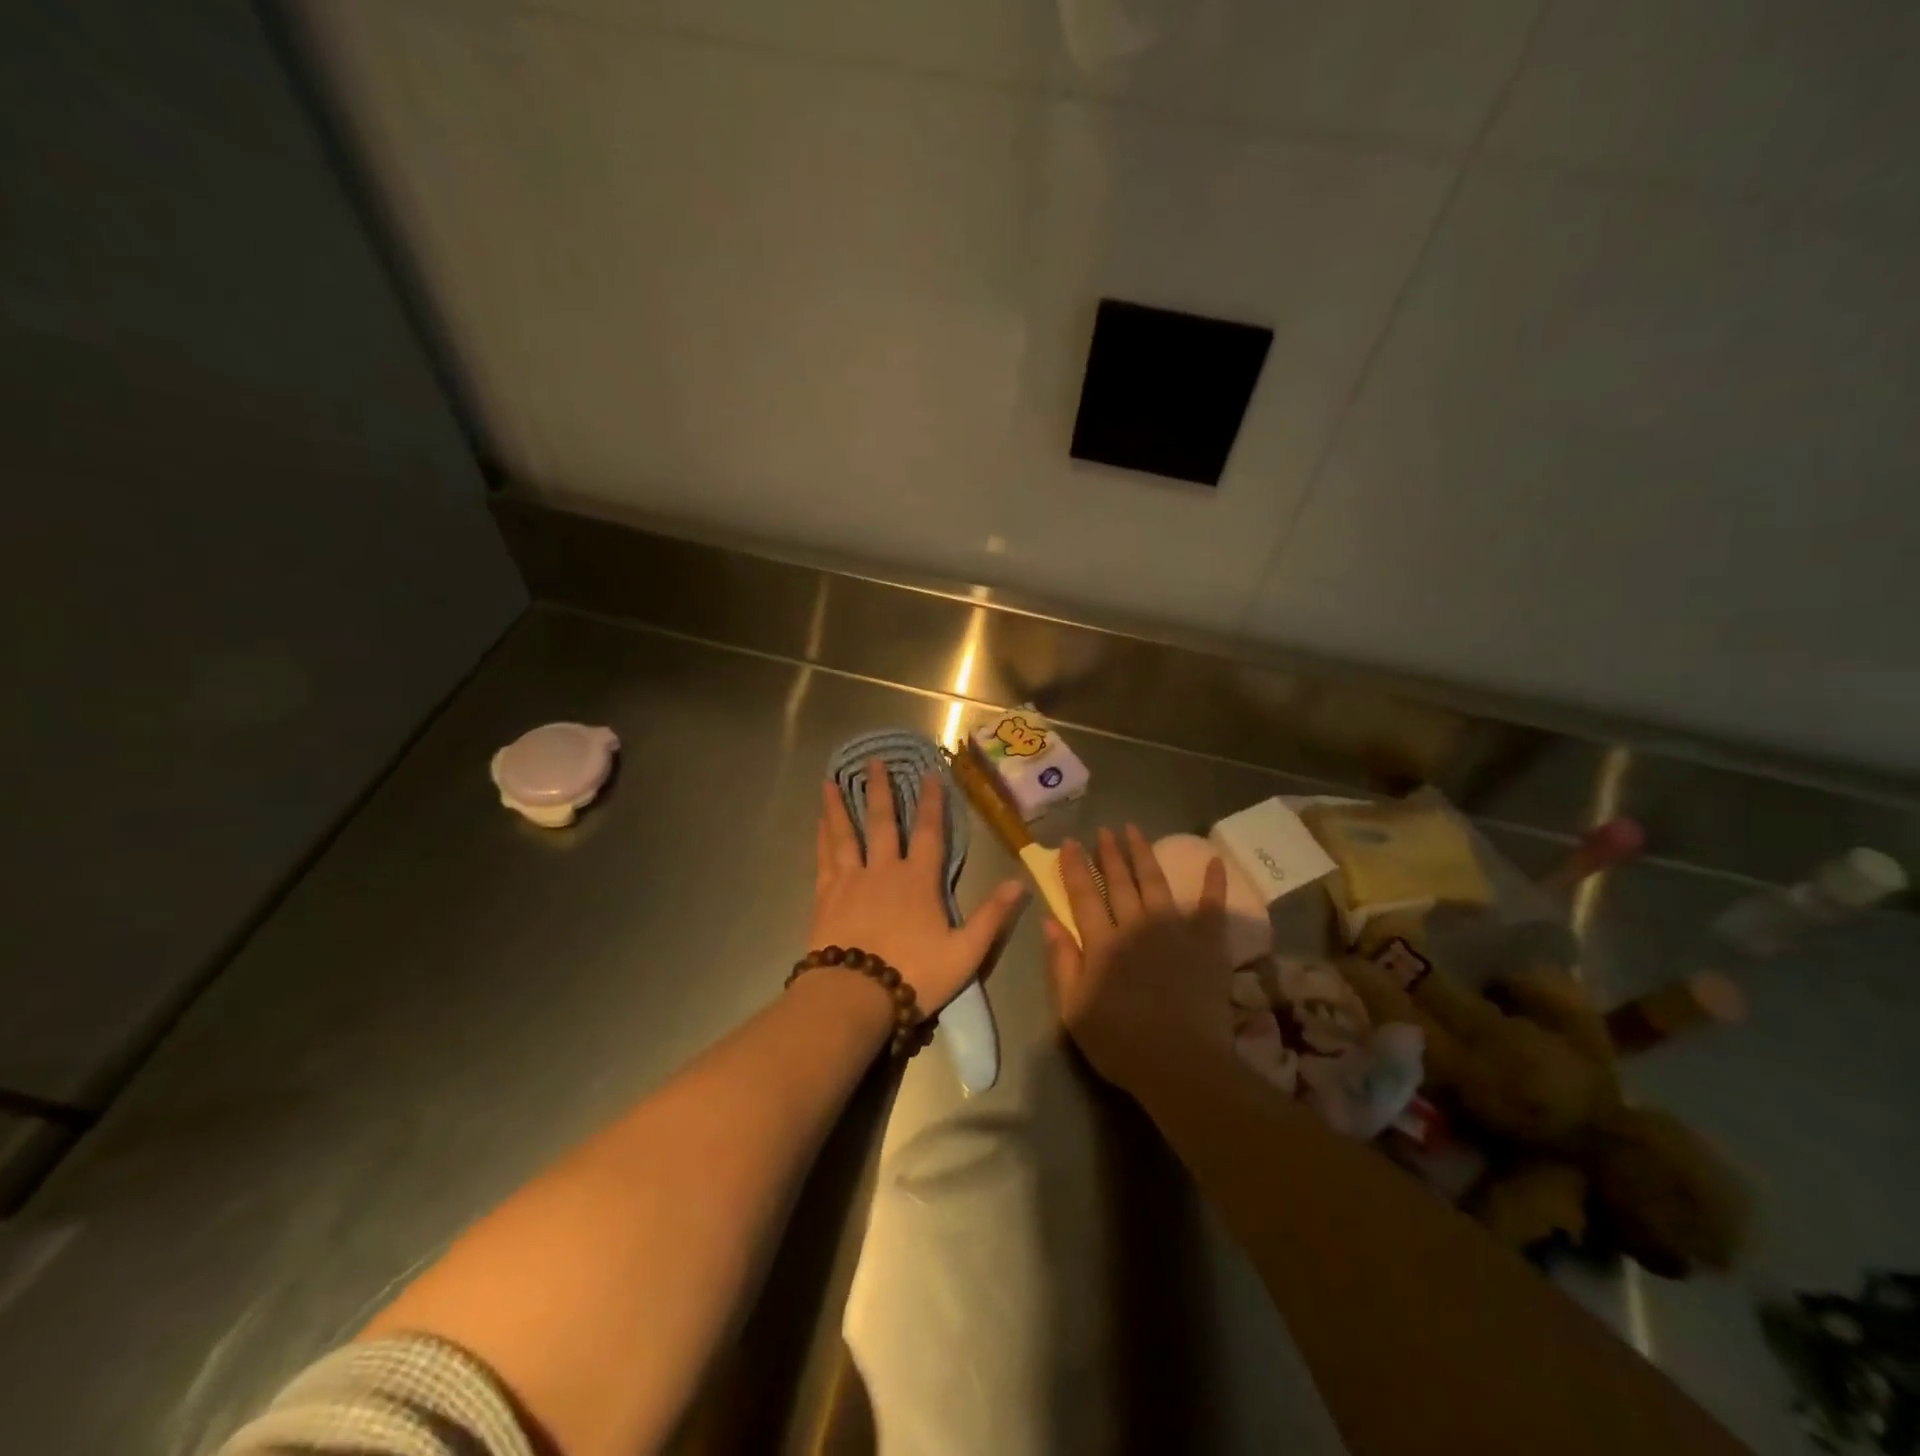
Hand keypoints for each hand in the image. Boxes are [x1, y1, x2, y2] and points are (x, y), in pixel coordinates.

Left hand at [812, 760, 1026, 1015]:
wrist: (854, 996)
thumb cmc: (914, 975)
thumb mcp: (965, 952)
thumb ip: (992, 916)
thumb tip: (1021, 883)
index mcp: (918, 880)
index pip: (930, 832)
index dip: (931, 802)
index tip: (929, 773)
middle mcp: (883, 870)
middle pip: (882, 822)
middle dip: (880, 790)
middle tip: (873, 761)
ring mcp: (850, 881)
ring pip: (845, 834)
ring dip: (839, 805)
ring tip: (830, 780)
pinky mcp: (826, 897)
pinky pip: (824, 858)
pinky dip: (822, 837)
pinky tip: (819, 824)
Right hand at [1043, 825, 1232, 1092]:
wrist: (1180, 1065)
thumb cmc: (1120, 1042)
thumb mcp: (1073, 1009)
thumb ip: (1062, 962)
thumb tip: (1050, 920)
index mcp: (1102, 943)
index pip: (1084, 895)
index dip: (1075, 868)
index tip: (1069, 843)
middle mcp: (1135, 926)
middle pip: (1119, 882)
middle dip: (1109, 853)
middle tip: (1103, 829)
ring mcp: (1173, 931)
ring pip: (1155, 883)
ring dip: (1143, 854)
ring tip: (1135, 830)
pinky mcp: (1207, 944)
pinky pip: (1212, 907)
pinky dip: (1214, 883)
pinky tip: (1215, 860)